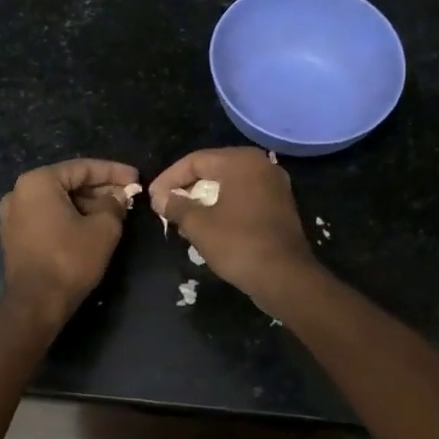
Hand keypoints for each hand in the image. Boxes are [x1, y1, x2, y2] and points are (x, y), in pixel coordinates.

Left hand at [0, 158, 138, 325]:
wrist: (36, 303)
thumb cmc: (70, 259)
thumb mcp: (103, 228)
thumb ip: (114, 204)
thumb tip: (118, 196)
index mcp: (38, 182)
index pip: (83, 168)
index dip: (114, 172)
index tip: (137, 178)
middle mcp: (19, 192)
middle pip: (68, 182)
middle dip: (100, 188)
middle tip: (127, 196)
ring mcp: (13, 215)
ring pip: (58, 201)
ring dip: (87, 204)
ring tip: (115, 211)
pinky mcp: (15, 236)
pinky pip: (47, 217)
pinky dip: (70, 217)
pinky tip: (92, 226)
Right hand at [148, 148, 316, 302]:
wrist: (285, 277)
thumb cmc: (239, 244)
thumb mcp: (199, 225)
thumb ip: (176, 206)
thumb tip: (161, 198)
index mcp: (241, 161)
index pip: (195, 161)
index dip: (169, 179)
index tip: (153, 199)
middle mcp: (260, 164)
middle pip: (213, 168)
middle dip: (186, 187)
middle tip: (165, 206)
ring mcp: (274, 184)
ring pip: (228, 183)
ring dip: (203, 198)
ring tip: (182, 217)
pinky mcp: (280, 205)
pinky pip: (244, 196)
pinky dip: (223, 205)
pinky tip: (208, 223)